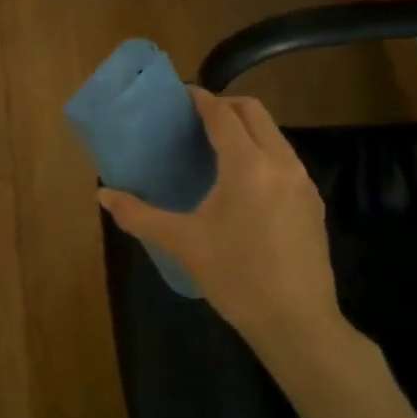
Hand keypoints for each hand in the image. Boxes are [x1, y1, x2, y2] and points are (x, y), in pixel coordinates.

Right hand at [99, 88, 359, 388]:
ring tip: (216, 147)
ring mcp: (303, 182)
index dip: (200, 99)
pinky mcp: (313, 203)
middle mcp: (281, 163)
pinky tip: (243, 182)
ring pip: (274, 135)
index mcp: (247, 166)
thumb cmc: (235, 277)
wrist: (297, 322)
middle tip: (196, 118)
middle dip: (226, 105)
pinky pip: (285, 159)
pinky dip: (262, 152)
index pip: (223, 114)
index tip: (181, 95)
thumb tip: (102, 195)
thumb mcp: (182, 243)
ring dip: (246, 129)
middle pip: (255, 113)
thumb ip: (139, 215)